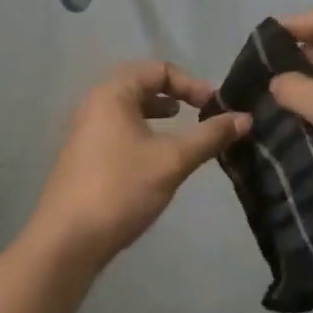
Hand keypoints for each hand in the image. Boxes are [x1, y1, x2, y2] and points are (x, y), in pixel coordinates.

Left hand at [28, 61, 250, 271]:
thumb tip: (246, 118)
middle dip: (175, 95)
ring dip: (159, 113)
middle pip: (142, 84)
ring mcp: (86, 130)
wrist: (67, 242)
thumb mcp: (172, 160)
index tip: (214, 107)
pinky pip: (120, 129)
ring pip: (130, 108)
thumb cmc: (121, 188)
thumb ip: (210, 136)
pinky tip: (156, 157)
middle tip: (201, 113)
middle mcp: (95, 104)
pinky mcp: (85, 156)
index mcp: (113, 93)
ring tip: (181, 128)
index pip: (159, 69)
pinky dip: (144, 131)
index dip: (191, 84)